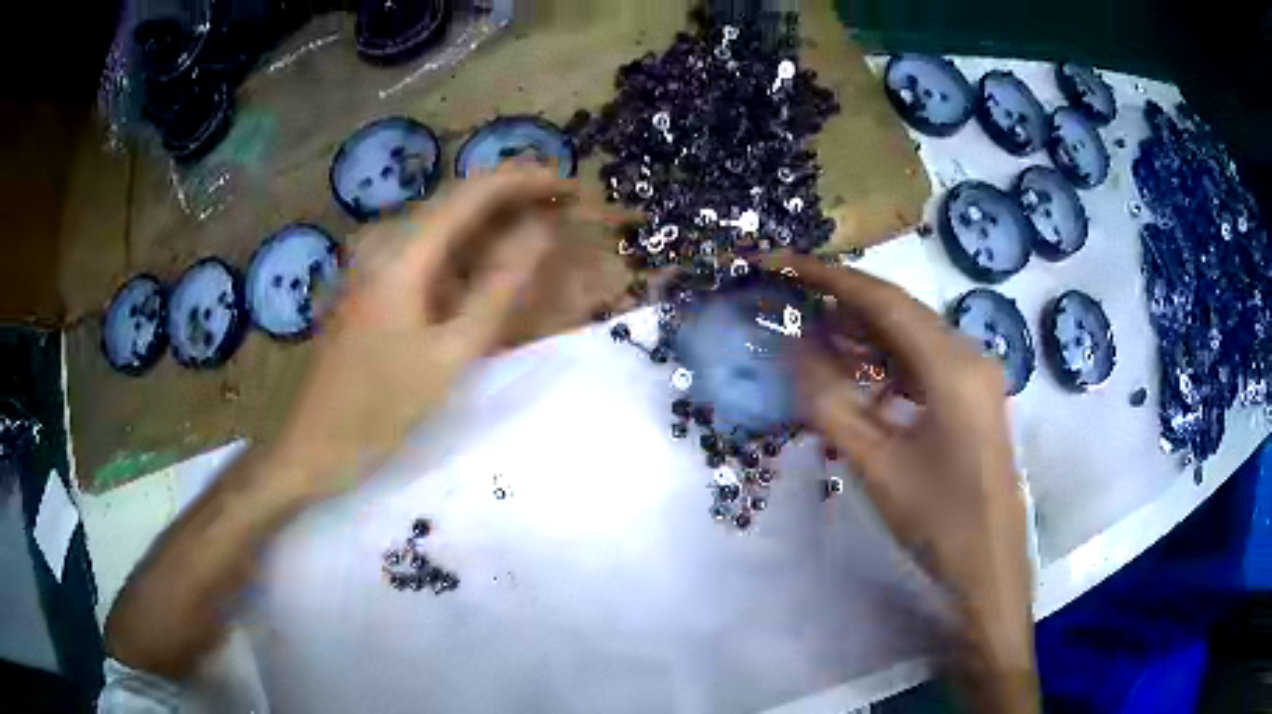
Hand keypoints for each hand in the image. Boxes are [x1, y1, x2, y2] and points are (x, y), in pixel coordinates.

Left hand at [269, 168, 573, 500]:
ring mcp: (372, 262)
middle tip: (563, 216)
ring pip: (443, 228)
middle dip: (513, 202)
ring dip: (491, 228)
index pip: (472, 192)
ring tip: (537, 241)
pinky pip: (426, 254)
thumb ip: (498, 287)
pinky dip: (464, 256)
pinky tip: (488, 273)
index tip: (569, 187)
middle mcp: (384, 242)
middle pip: (457, 203)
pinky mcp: (369, 283)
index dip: (524, 180)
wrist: (315, 444)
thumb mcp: (450, 353)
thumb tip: (539, 231)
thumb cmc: (380, 408)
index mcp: (402, 253)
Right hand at [780, 256, 1035, 707]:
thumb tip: (793, 349)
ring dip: (864, 334)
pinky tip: (858, 376)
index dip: (827, 277)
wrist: (990, 569)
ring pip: (912, 336)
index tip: (780, 263)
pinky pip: (925, 363)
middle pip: (899, 311)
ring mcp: (977, 376)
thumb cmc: (937, 520)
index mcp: (951, 364)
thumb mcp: (876, 463)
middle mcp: (969, 355)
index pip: (882, 300)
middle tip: (791, 303)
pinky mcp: (974, 398)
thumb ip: (830, 401)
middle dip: (842, 303)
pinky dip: (887, 362)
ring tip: (814, 337)